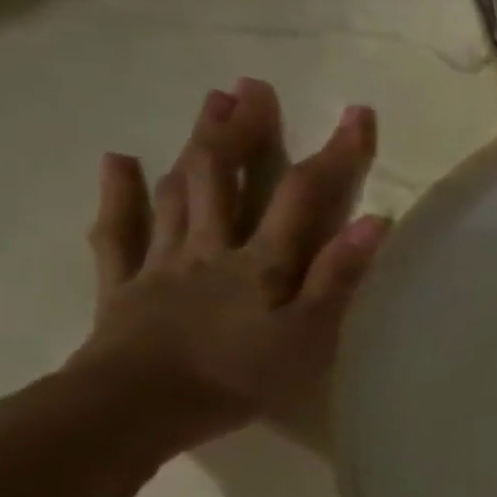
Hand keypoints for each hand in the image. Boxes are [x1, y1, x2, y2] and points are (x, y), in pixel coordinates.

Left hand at [69, 79, 388, 450]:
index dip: (335, 153)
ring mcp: (162, 264)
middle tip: (252, 87)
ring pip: (179, 193)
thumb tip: (377, 221)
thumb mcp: (307, 336)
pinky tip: (120, 162)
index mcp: (262, 262)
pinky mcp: (123, 287)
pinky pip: (119, 232)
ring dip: (197, 147)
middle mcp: (212, 248)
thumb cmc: (236, 378)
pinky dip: (120, 195)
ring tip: (210, 105)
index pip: (305, 195)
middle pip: (226, 177)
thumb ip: (339, 278)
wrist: (133, 409)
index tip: (358, 113)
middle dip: (244, 131)